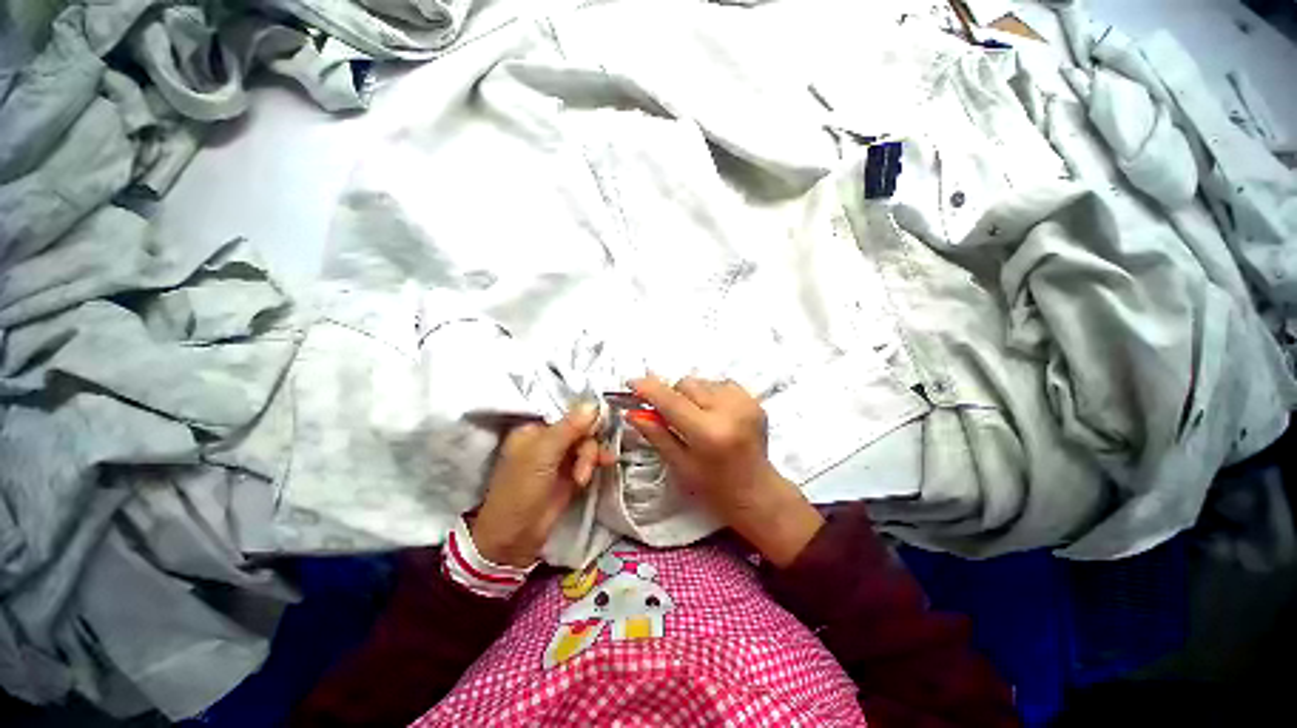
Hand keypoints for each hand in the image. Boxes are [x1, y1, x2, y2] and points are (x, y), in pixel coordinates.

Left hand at [472, 403, 611, 567]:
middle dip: (587, 442)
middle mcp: (547, 441)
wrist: (515, 538)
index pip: (565, 413)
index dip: (584, 415)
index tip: (602, 418)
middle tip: (589, 459)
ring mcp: (560, 458)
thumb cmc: (521, 490)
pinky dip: (595, 462)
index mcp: (533, 430)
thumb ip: (569, 428)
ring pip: (586, 444)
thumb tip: (593, 404)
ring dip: (590, 457)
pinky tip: (603, 466)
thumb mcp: (543, 455)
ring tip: (583, 477)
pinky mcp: (570, 474)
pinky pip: (589, 460)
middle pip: (579, 428)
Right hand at [627, 376, 823, 567]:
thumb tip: (632, 412)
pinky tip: (713, 414)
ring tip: (696, 417)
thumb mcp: (679, 464)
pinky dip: (710, 394)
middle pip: (687, 384)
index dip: (649, 389)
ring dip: (692, 394)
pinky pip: (720, 384)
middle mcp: (729, 411)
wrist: (757, 491)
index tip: (632, 383)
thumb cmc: (714, 487)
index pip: (671, 401)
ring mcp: (745, 402)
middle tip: (670, 415)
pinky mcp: (753, 400)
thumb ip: (656, 434)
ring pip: (703, 381)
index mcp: (708, 433)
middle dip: (673, 395)